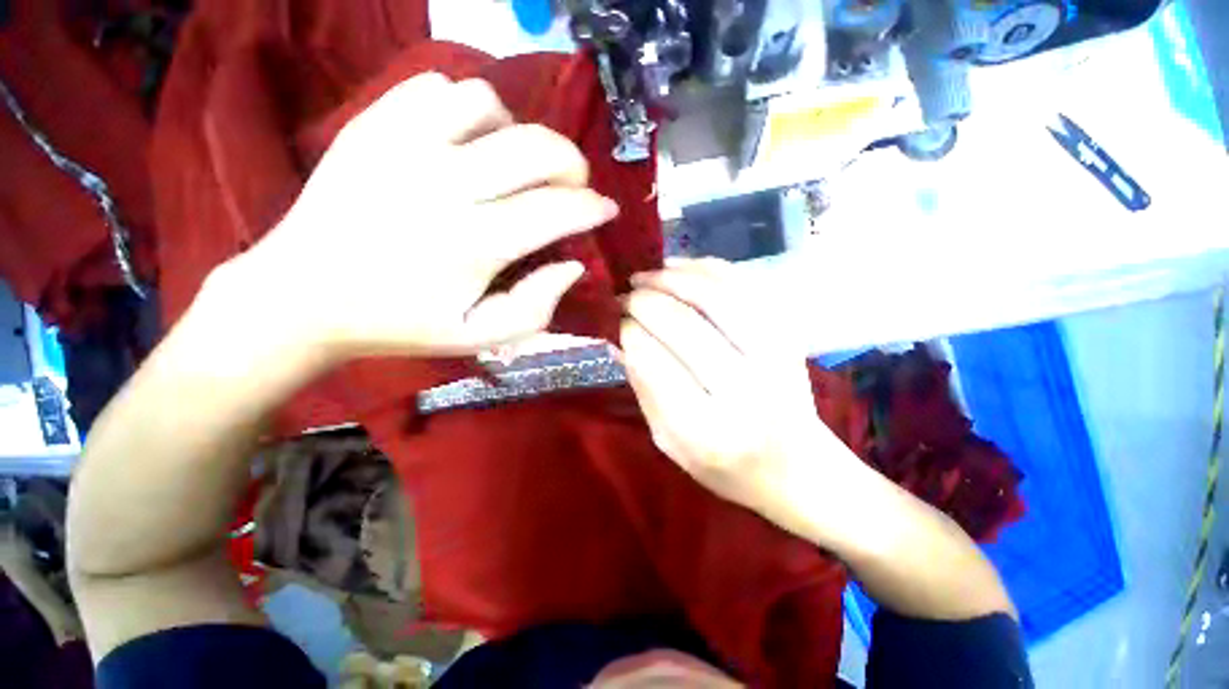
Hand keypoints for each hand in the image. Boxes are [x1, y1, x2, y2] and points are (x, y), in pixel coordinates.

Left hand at [233, 72, 618, 359]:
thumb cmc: (400, 324)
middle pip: (535, 147)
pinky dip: (466, 110)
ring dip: (516, 133)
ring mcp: (402, 144)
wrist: (302, 295)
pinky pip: (437, 90)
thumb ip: (537, 307)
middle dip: (572, 164)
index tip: (606, 210)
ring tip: (512, 165)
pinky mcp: (373, 125)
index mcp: (473, 243)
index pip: (556, 210)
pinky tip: (465, 143)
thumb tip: (572, 264)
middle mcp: (443, 183)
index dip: (592, 207)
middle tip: (572, 186)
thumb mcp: (480, 337)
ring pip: (488, 103)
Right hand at [621, 258, 856, 534]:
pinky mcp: (789, 333)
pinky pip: (743, 284)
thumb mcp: (670, 442)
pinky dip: (706, 268)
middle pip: (683, 324)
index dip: (629, 332)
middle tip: (624, 296)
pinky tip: (679, 267)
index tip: (615, 322)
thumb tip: (621, 336)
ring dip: (671, 277)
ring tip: (645, 276)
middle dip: (644, 301)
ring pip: (715, 294)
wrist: (799, 468)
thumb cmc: (726, 466)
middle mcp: (746, 390)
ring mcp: (775, 355)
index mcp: (708, 431)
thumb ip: (644, 389)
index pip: (655, 362)